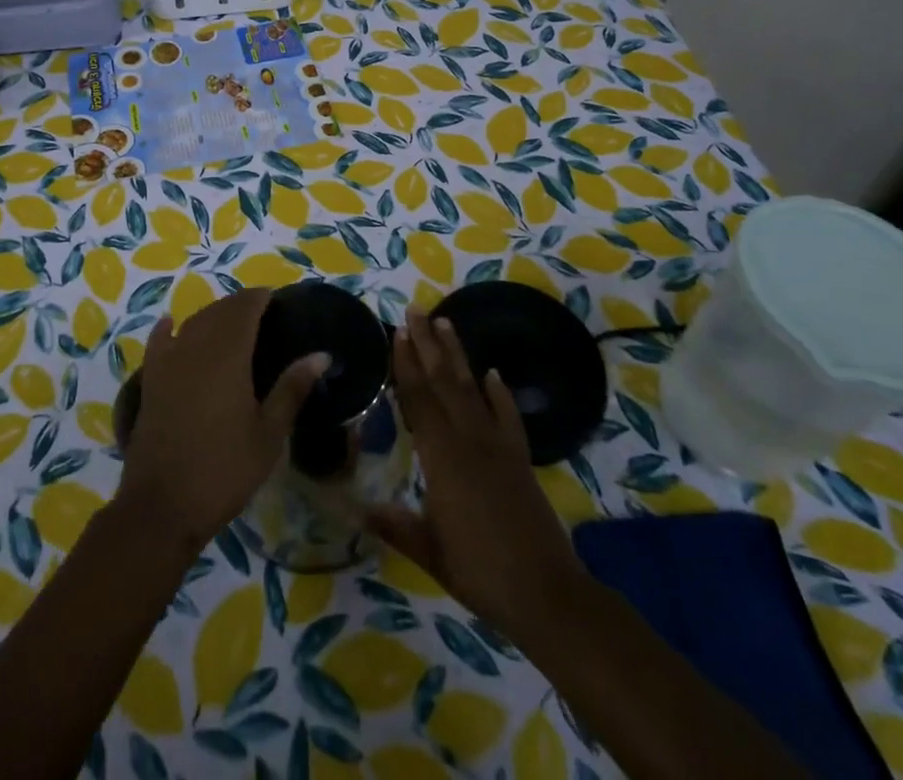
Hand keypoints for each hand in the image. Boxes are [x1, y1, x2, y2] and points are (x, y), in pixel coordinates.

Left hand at [117, 286, 326, 553]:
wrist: (163, 505)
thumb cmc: (225, 469)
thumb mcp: (269, 433)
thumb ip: (292, 388)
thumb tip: (322, 354)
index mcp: (228, 354)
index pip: (244, 308)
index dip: (260, 298)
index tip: (277, 299)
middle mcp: (196, 346)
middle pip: (218, 311)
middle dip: (239, 305)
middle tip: (261, 312)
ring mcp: (168, 361)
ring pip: (192, 323)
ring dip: (211, 315)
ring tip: (230, 322)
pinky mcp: (150, 380)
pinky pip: (159, 342)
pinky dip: (168, 329)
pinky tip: (172, 324)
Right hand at [366, 306, 584, 647]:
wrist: (545, 593)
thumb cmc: (479, 571)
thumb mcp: (429, 551)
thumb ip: (395, 524)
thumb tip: (357, 507)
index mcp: (441, 457)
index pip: (418, 399)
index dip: (405, 365)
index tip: (397, 332)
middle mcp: (468, 439)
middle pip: (443, 382)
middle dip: (427, 345)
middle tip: (416, 310)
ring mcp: (497, 445)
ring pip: (472, 389)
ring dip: (457, 355)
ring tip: (445, 323)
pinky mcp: (519, 457)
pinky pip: (507, 415)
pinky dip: (500, 392)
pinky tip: (492, 373)